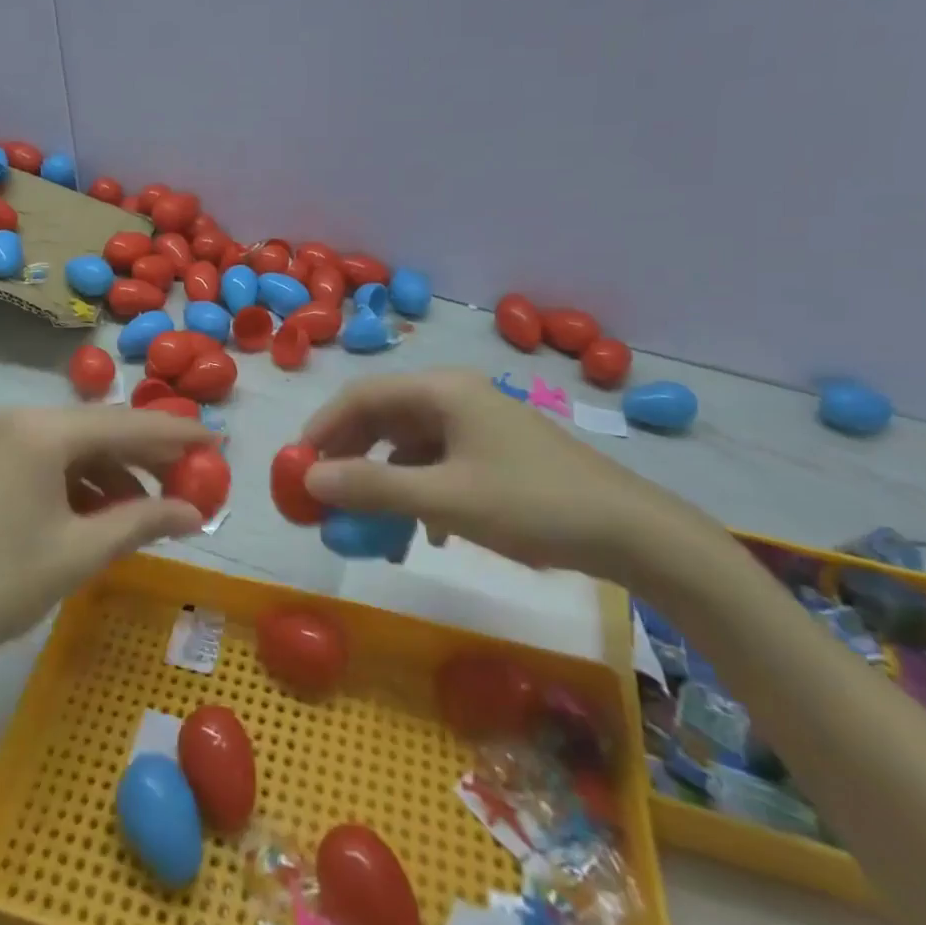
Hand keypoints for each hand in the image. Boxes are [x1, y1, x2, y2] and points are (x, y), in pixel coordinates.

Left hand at [0, 406, 207, 703]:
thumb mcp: (79, 554)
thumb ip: (144, 522)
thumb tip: (196, 513)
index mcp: (44, 430)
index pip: (130, 423)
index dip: (180, 435)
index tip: (221, 442)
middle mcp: (24, 419)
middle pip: (105, 429)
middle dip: (152, 457)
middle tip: (196, 482)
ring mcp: (3, 439)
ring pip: (81, 447)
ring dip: (120, 474)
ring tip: (155, 511)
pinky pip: (55, 462)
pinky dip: (87, 484)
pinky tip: (109, 515)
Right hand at [301, 369, 702, 582]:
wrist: (629, 531)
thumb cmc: (531, 504)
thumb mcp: (445, 500)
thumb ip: (373, 487)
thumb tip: (309, 480)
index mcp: (441, 391)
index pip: (361, 396)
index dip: (322, 429)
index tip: (296, 469)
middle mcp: (454, 396)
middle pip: (382, 418)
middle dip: (350, 459)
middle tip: (324, 499)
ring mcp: (476, 424)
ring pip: (408, 445)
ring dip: (383, 482)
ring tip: (369, 526)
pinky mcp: (493, 451)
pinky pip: (436, 463)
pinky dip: (417, 492)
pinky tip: (423, 533)